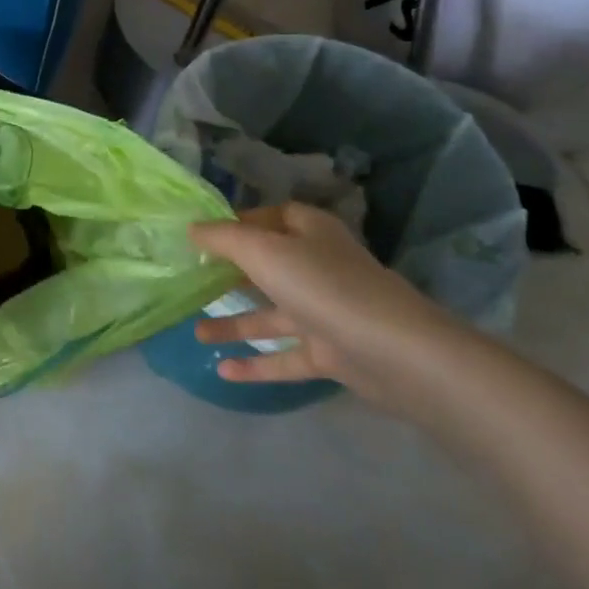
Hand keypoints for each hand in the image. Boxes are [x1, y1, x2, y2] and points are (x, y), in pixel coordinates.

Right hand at [189, 203, 469, 409]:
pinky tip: (222, 371)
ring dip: (234, 324)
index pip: (271, 217)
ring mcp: (325, 313)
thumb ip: (222, 238)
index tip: (203, 236)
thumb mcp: (262, 250)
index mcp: (309, 233)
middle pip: (268, 266)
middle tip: (191, 281)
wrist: (396, 354)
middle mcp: (318, 267)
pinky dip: (256, 363)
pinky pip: (285, 356)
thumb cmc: (323, 286)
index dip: (239, 223)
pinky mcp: (331, 354)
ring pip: (271, 316)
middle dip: (230, 275)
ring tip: (195, 332)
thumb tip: (192, 229)